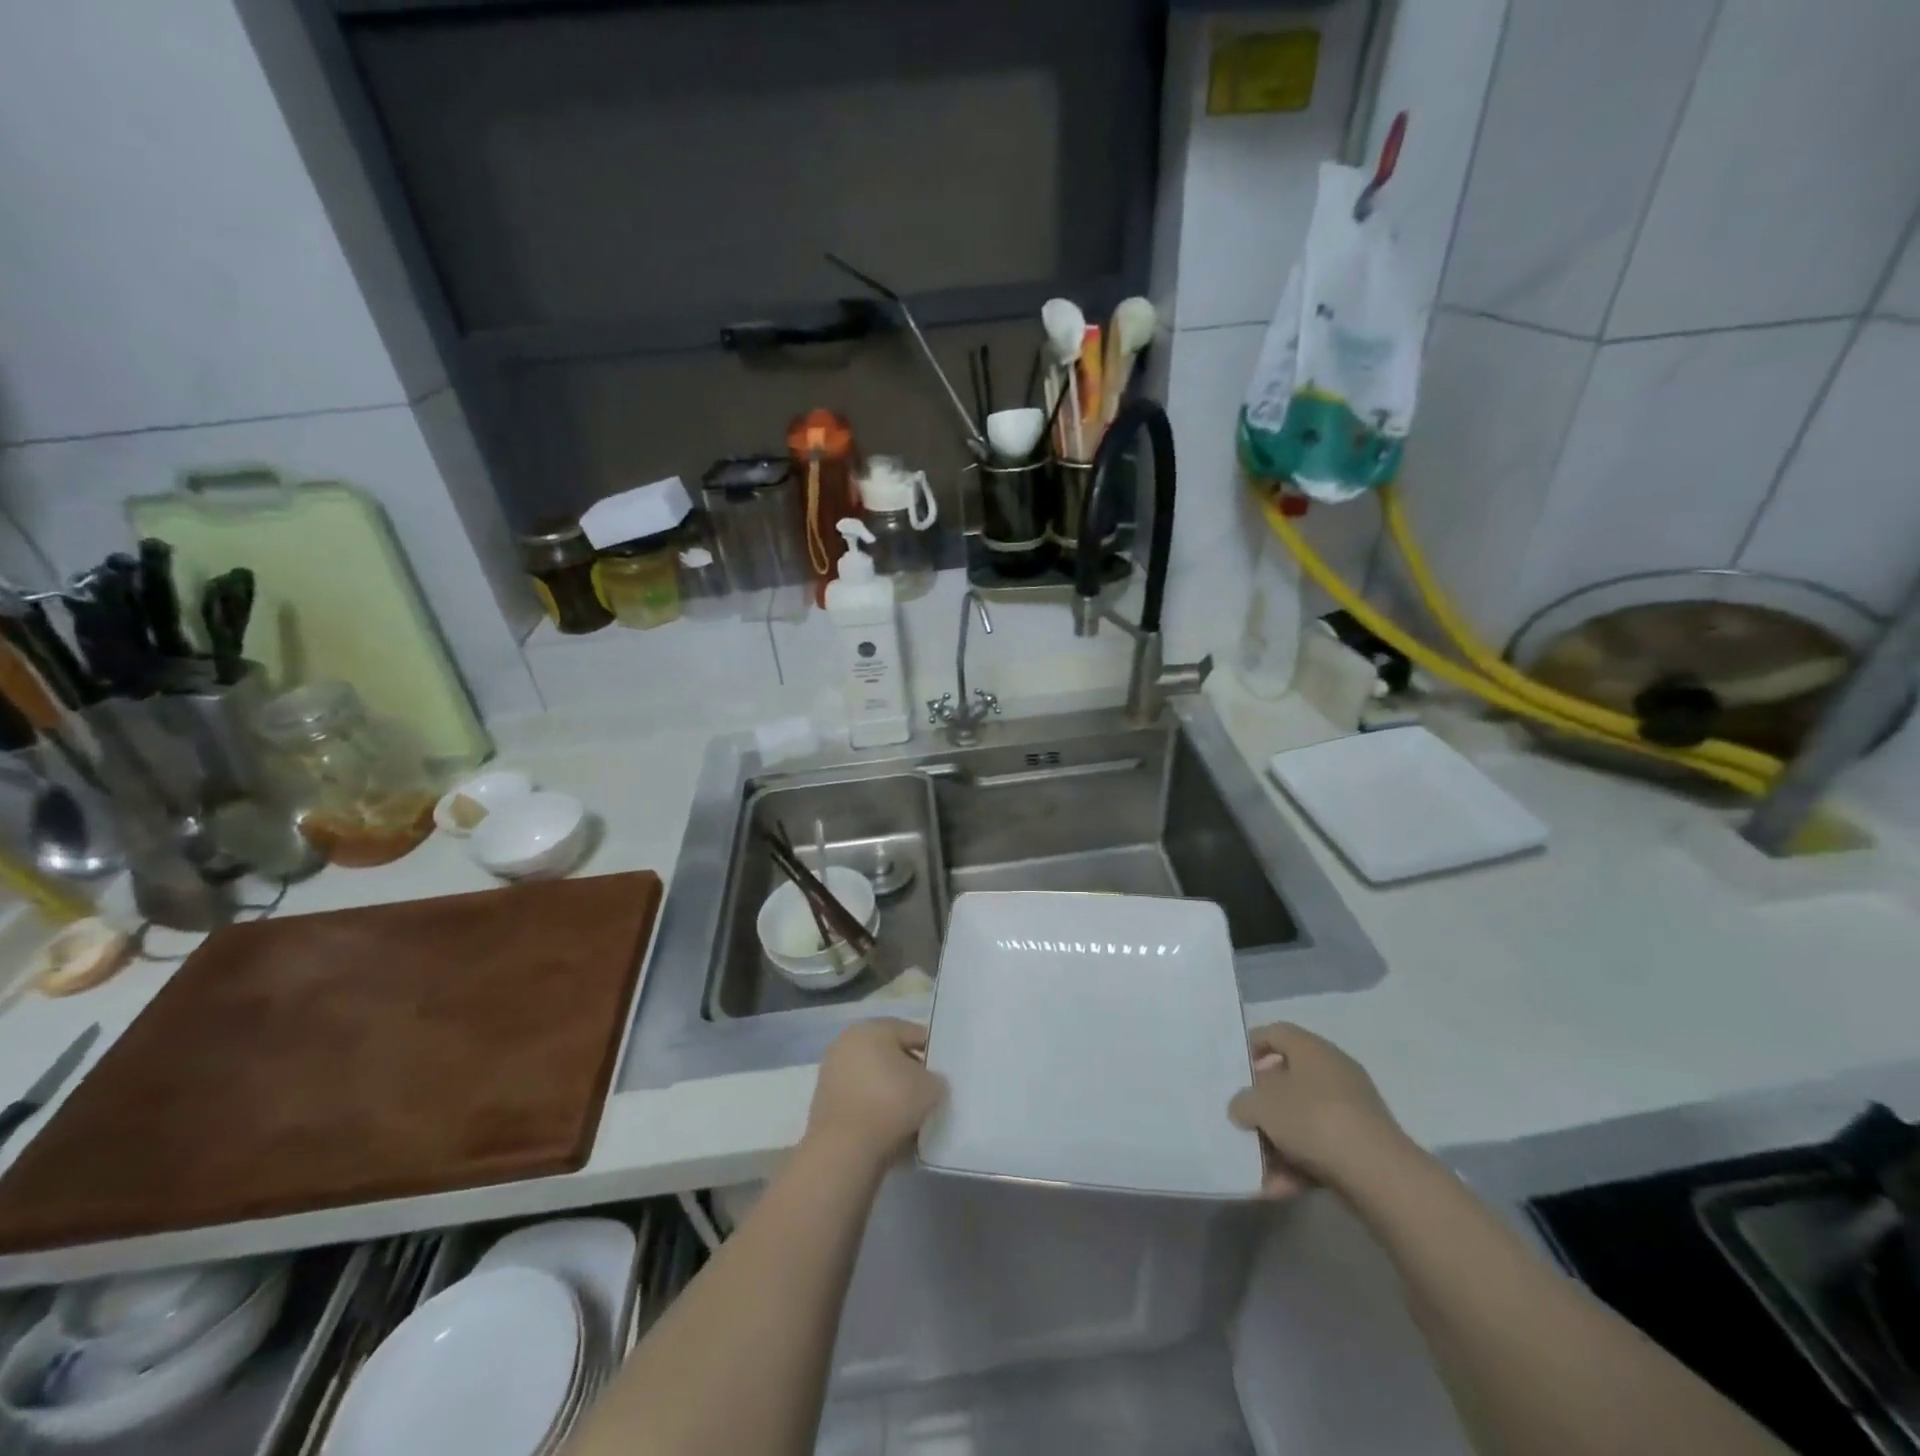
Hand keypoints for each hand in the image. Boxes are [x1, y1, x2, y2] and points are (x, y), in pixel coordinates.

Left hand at [804, 1019, 945, 1173]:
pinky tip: (889, 1128)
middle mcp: (847, 1042)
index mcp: (872, 1028)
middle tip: (928, 1092)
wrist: (844, 1149)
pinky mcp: (823, 1102)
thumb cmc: (890, 1103)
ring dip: (890, 1092)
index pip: (911, 1032)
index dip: (931, 1051)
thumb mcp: (930, 1087)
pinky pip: (859, 1099)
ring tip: (910, 1115)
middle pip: (889, 1054)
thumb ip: (935, 1078)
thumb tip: (930, 1082)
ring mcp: (832, 1072)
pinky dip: (873, 1109)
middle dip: (908, 1071)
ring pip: (873, 1078)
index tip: (943, 1072)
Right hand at [1228, 1024, 1409, 1197]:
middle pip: (1288, 1080)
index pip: (1277, 1033)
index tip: (1235, 1069)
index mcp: (1312, 1050)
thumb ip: (1243, 1102)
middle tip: (1242, 1118)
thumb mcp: (1261, 1105)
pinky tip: (1278, 1188)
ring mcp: (1351, 1110)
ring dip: (1277, 1142)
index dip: (1252, 1045)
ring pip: (1303, 1119)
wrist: (1379, 1174)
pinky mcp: (1362, 1146)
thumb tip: (1243, 1107)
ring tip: (1256, 1167)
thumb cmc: (1313, 1119)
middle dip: (1263, 1103)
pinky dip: (1298, 1165)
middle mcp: (1334, 1072)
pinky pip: (1320, 1148)